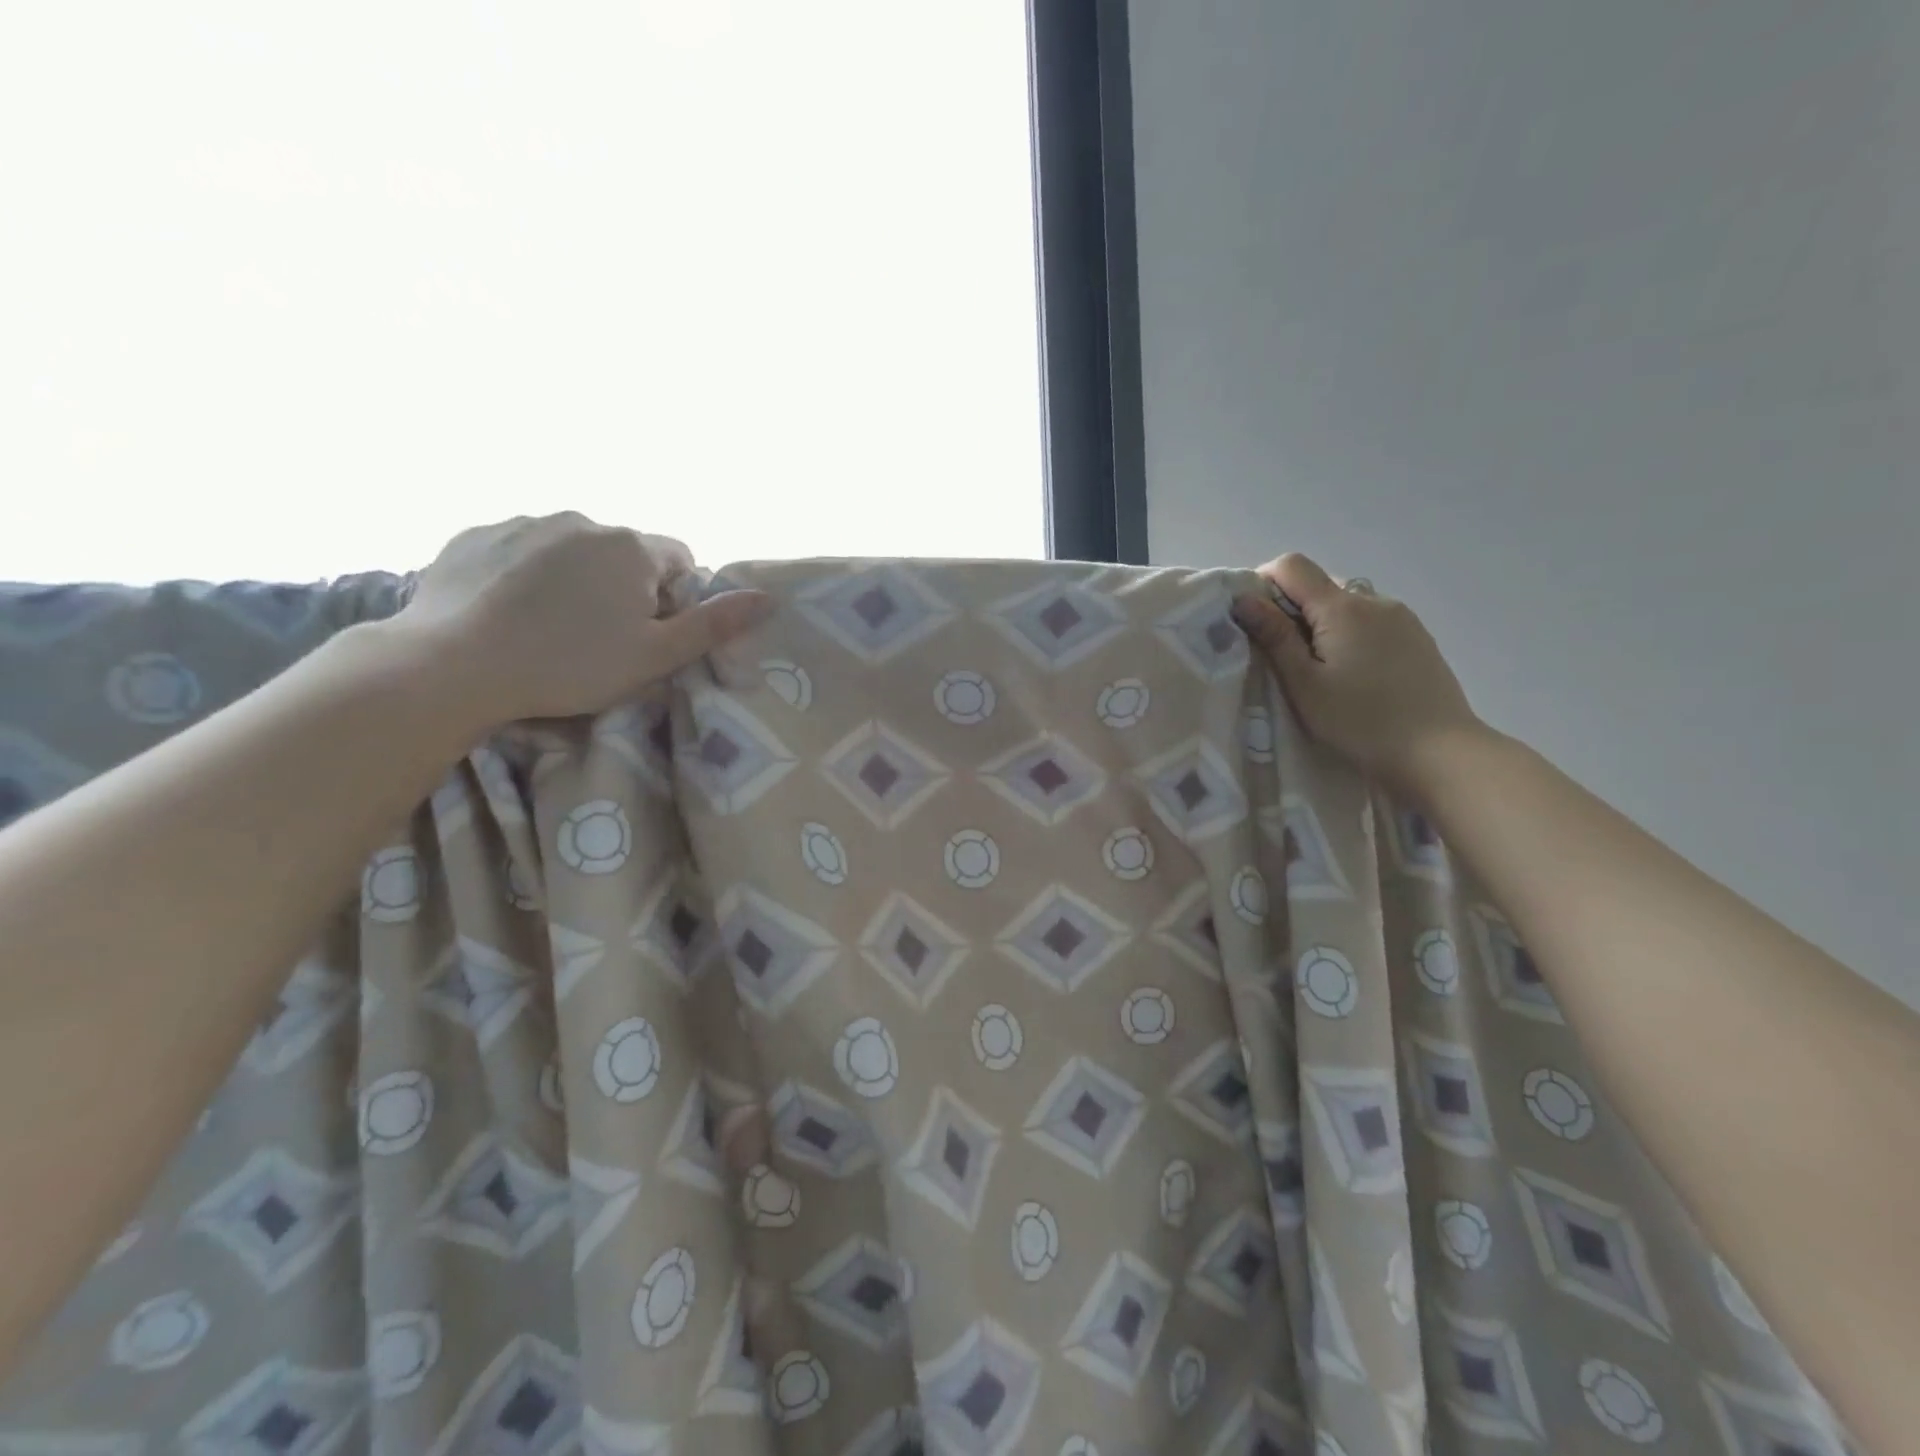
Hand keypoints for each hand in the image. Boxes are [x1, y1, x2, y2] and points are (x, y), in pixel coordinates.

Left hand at [390, 512, 770, 729]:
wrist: (452, 666)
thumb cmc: (569, 665)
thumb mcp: (655, 656)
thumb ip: (714, 625)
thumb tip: (767, 597)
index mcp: (631, 546)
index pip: (678, 560)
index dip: (673, 598)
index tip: (650, 633)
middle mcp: (582, 520)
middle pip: (624, 553)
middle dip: (623, 587)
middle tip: (601, 638)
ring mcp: (523, 522)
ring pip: (571, 549)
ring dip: (575, 578)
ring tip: (550, 627)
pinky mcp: (475, 535)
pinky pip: (520, 550)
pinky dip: (526, 574)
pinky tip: (509, 613)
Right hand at [1233, 552, 1482, 794]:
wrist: (1441, 753)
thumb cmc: (1360, 721)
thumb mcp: (1305, 684)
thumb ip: (1274, 637)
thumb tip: (1243, 600)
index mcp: (1342, 607)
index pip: (1292, 566)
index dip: (1263, 583)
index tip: (1252, 620)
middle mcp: (1374, 600)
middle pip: (1319, 583)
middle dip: (1290, 608)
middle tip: (1280, 654)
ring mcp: (1401, 617)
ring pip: (1346, 603)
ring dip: (1321, 623)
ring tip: (1318, 669)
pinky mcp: (1417, 638)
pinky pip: (1370, 620)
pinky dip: (1348, 634)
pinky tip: (1352, 674)